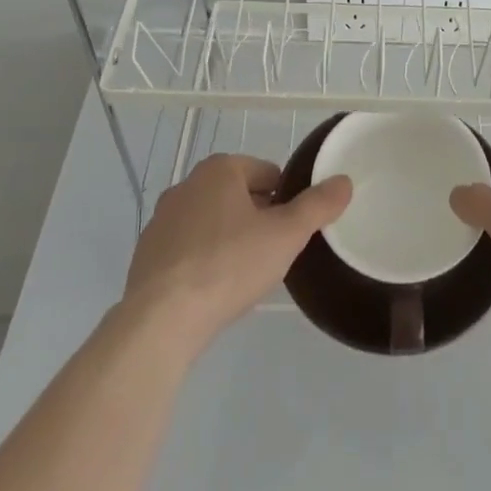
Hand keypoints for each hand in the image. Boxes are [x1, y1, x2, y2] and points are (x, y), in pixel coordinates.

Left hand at [123, 154, 350, 346]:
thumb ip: (318, 206)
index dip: (286, 200)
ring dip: (229, 238)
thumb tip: (344, 181)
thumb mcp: (285, 235)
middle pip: (239, 195)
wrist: (161, 320)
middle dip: (258, 218)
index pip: (268, 173)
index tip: (291, 231)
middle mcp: (187, 184)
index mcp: (220, 169)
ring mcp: (161, 220)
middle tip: (273, 253)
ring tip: (244, 274)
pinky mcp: (146, 254)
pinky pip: (187, 248)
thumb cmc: (229, 266)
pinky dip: (202, 260)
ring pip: (212, 221)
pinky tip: (212, 290)